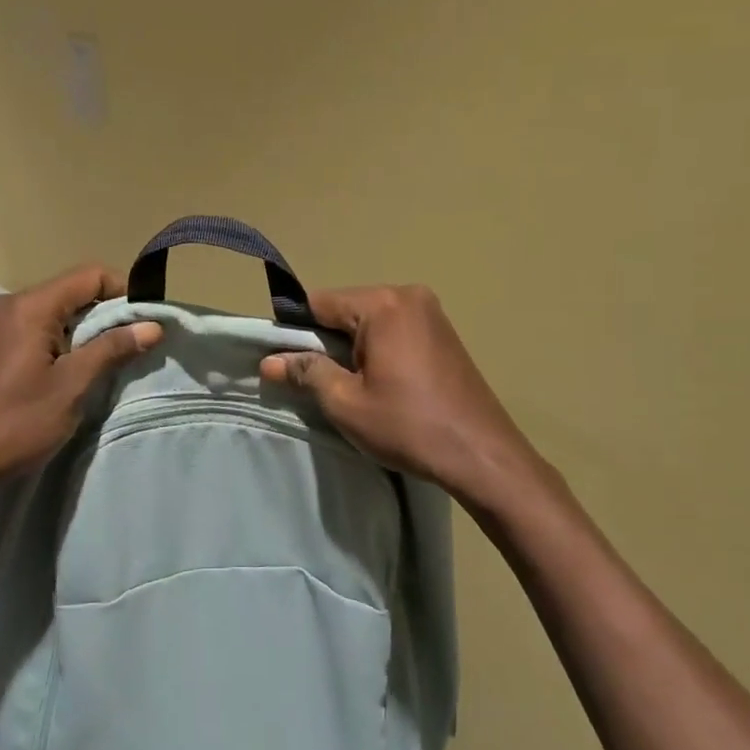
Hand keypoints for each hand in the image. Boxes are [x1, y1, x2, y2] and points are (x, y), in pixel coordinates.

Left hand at [0, 265, 161, 506]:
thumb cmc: (14, 424)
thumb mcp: (71, 387)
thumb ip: (111, 350)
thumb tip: (152, 325)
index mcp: (30, 307)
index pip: (89, 276)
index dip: (124, 292)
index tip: (144, 323)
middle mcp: (9, 306)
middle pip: (70, 291)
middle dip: (105, 313)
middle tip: (129, 347)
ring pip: (51, 312)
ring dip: (81, 331)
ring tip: (101, 364)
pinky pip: (31, 329)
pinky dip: (56, 342)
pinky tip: (63, 374)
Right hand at [259, 285, 543, 510]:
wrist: (481, 454)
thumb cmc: (408, 426)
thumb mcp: (346, 402)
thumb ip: (306, 372)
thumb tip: (269, 361)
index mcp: (383, 304)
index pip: (319, 302)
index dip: (297, 331)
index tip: (288, 363)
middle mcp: (408, 295)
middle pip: (346, 308)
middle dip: (327, 340)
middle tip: (320, 381)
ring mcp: (431, 312)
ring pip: (370, 320)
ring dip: (353, 346)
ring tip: (352, 386)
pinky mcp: (444, 332)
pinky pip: (395, 328)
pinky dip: (378, 348)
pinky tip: (381, 382)